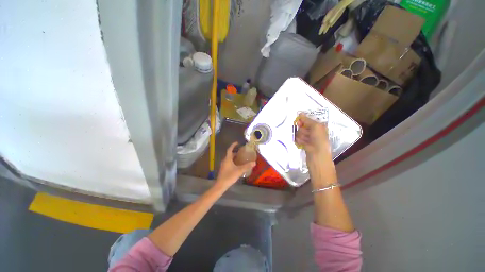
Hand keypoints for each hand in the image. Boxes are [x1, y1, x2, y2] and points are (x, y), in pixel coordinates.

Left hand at [215, 142, 255, 188]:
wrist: (221, 185)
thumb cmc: (229, 176)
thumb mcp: (239, 171)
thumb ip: (247, 166)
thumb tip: (254, 162)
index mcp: (227, 159)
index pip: (230, 149)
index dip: (233, 145)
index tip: (237, 143)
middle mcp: (225, 161)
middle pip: (230, 154)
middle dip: (235, 152)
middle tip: (241, 152)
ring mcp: (224, 165)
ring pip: (229, 159)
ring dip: (234, 157)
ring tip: (241, 158)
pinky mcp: (224, 169)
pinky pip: (229, 163)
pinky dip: (233, 162)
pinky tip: (237, 166)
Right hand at [295, 113, 331, 160]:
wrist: (317, 157)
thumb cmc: (319, 141)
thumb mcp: (316, 127)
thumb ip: (307, 120)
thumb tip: (300, 113)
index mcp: (319, 126)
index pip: (307, 120)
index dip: (303, 121)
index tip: (299, 123)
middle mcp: (314, 131)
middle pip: (302, 126)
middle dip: (302, 130)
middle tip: (307, 135)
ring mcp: (308, 138)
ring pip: (299, 133)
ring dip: (301, 136)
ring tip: (306, 142)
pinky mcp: (304, 144)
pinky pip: (298, 139)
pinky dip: (299, 141)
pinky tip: (303, 145)